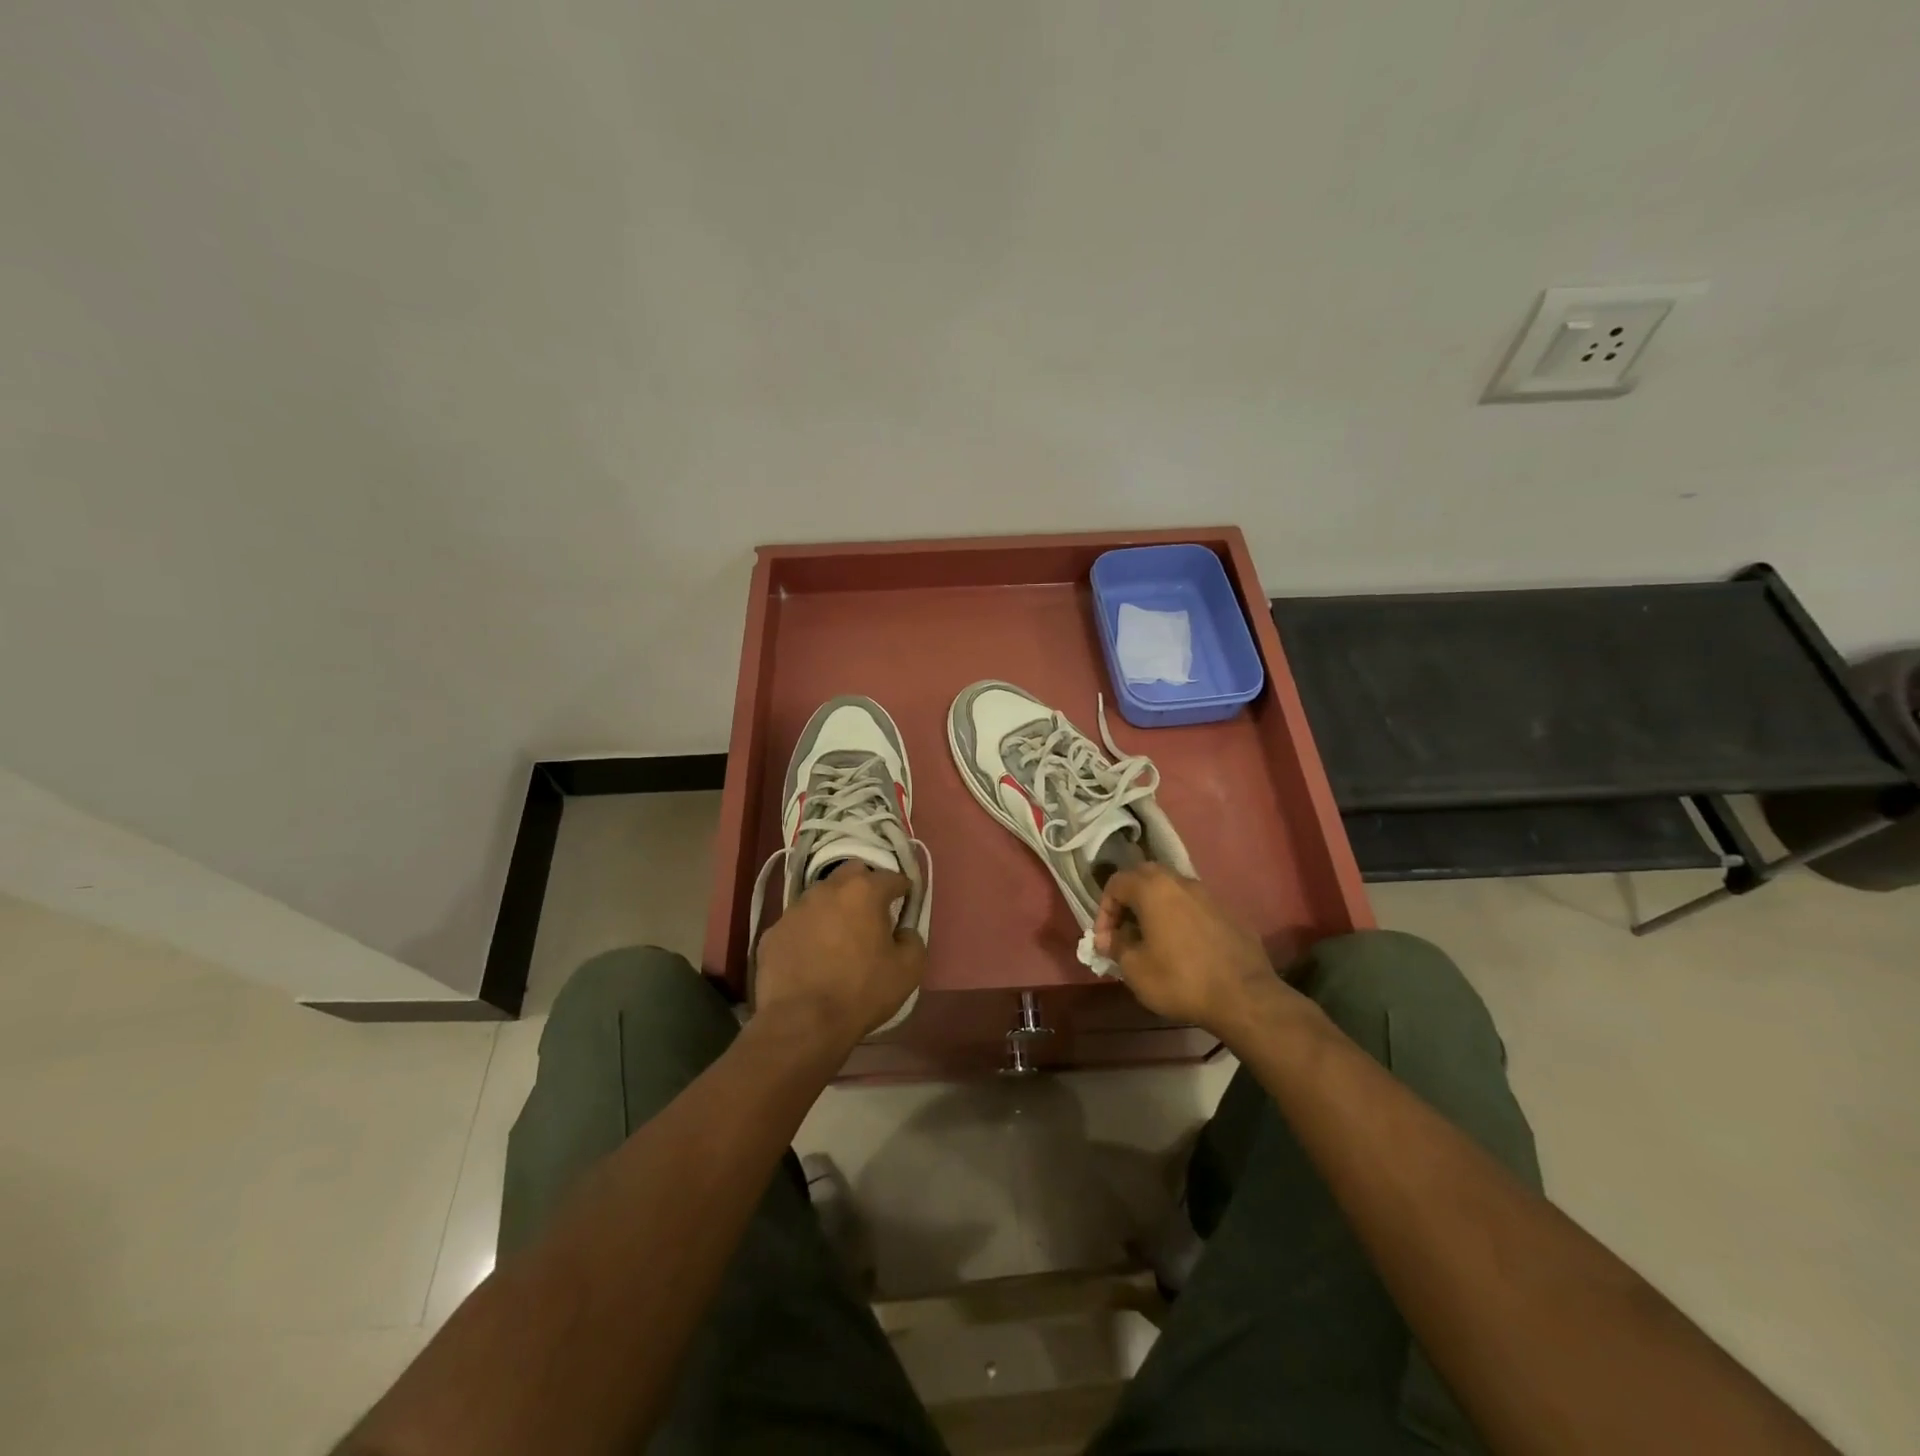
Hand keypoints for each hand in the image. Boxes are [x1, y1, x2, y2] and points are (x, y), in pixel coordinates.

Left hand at [755, 864, 926, 1048]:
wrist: (801, 1023)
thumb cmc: (861, 992)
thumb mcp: (909, 970)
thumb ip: (913, 940)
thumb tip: (903, 932)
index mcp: (863, 892)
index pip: (891, 877)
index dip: (903, 888)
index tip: (906, 902)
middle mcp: (827, 890)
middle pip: (851, 873)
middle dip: (865, 884)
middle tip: (871, 911)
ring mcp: (795, 909)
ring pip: (820, 896)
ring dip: (833, 907)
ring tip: (838, 934)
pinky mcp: (772, 932)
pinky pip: (798, 923)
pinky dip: (808, 931)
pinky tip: (811, 956)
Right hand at [1094, 863, 1296, 1036]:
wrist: (1245, 997)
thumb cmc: (1180, 980)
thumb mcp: (1135, 969)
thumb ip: (1116, 947)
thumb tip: (1108, 939)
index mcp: (1153, 888)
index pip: (1116, 883)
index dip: (1103, 910)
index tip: (1104, 940)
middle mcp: (1180, 882)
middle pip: (1144, 876)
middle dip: (1128, 900)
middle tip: (1124, 930)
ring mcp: (1208, 895)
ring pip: (1171, 889)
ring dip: (1155, 907)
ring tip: (1151, 939)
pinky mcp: (1228, 913)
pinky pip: (1194, 907)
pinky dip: (1180, 918)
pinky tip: (1182, 948)